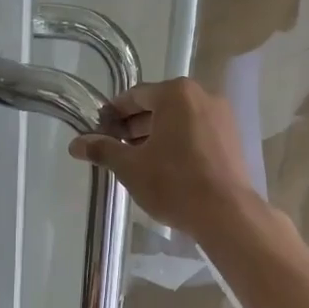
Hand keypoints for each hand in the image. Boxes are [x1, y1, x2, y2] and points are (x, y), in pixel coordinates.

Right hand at [68, 78, 255, 237]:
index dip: (113, 114)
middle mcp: (203, 96)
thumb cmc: (174, 183)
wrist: (226, 213)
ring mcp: (222, 117)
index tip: (98, 131)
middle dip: (134, 126)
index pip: (135, 96)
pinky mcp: (232, 138)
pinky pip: (197, 132)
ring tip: (136, 160)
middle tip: (114, 148)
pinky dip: (178, 142)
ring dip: (156, 135)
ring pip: (179, 120)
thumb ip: (102, 150)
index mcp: (176, 93)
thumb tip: (75, 144)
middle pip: (159, 106)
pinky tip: (165, 166)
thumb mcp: (130, 167)